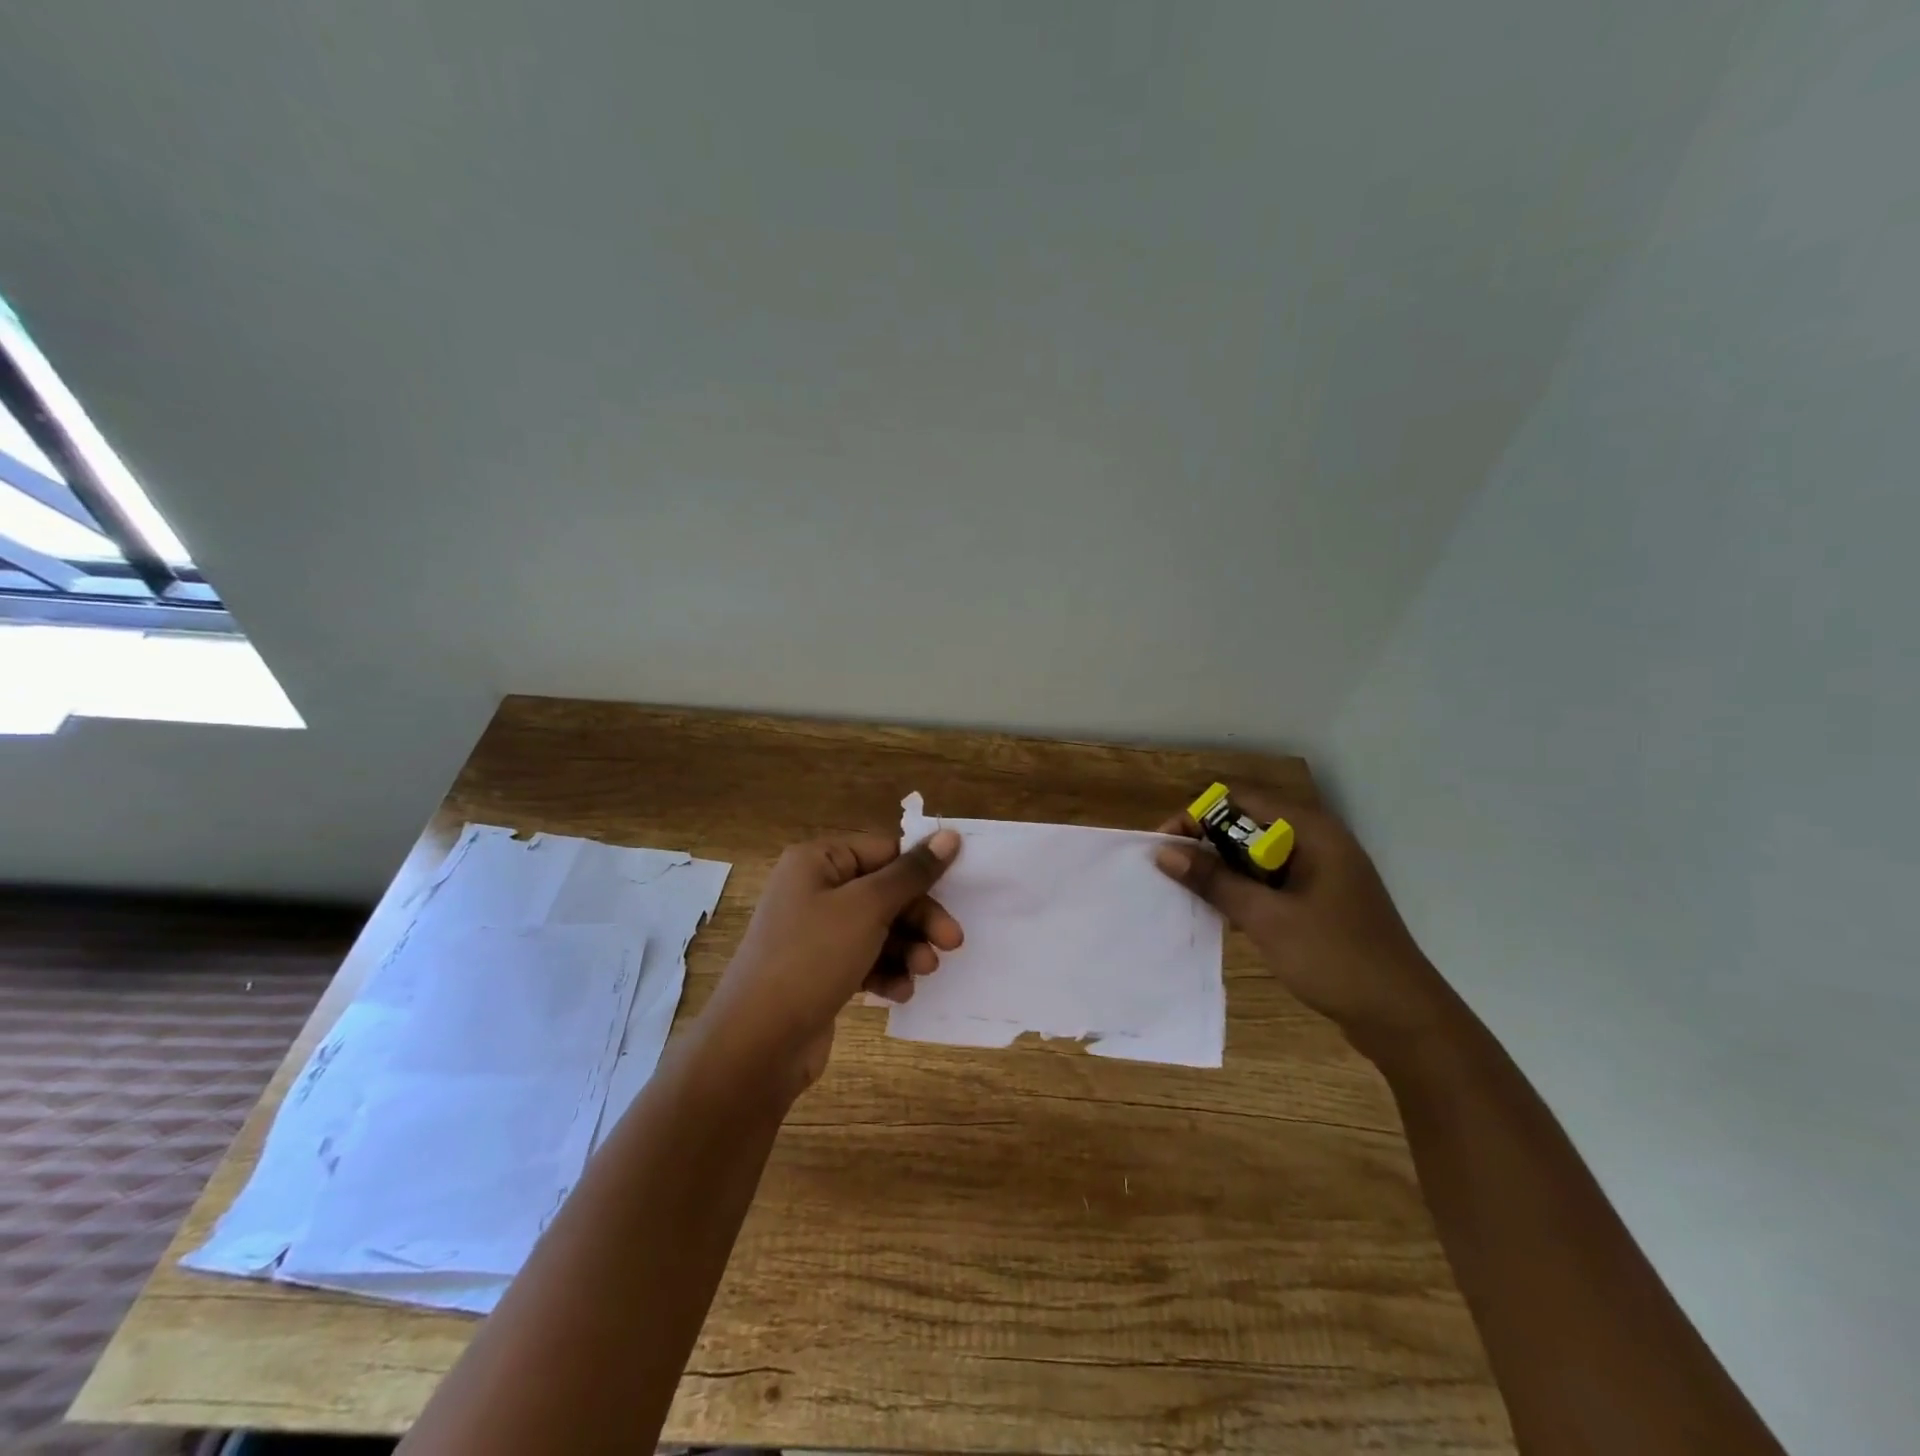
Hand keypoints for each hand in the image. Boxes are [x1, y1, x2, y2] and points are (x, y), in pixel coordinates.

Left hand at [700, 829, 962, 1093]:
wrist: (757, 1043)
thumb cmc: (812, 957)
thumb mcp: (868, 908)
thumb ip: (911, 873)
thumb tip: (949, 836)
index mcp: (817, 861)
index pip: (883, 850)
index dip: (920, 869)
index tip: (958, 889)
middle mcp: (814, 890)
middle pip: (884, 891)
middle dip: (919, 917)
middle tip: (953, 942)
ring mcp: (815, 933)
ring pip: (878, 928)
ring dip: (907, 948)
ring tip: (925, 971)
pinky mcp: (820, 971)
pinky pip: (864, 959)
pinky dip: (886, 972)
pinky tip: (899, 993)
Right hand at [1152, 789, 1453, 1057]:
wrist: (1402, 1017)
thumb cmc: (1335, 958)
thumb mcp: (1266, 918)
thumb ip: (1214, 881)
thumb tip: (1164, 852)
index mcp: (1311, 831)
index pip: (1240, 800)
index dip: (1198, 816)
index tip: (1166, 846)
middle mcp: (1316, 840)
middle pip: (1247, 824)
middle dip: (1206, 844)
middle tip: (1172, 873)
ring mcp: (1321, 870)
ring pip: (1257, 854)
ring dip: (1223, 869)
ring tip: (1190, 894)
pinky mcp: (1320, 898)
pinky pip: (1271, 880)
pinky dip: (1244, 889)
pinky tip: (1223, 914)